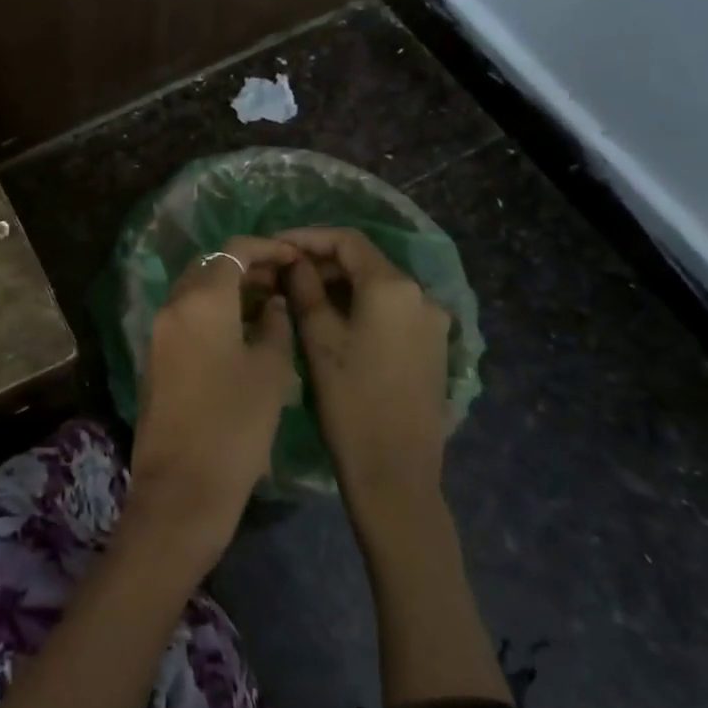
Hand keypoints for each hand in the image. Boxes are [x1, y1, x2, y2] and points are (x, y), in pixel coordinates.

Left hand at [127, 236, 298, 562]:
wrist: (181, 489)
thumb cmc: (235, 427)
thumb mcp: (270, 372)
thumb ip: (275, 324)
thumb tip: (272, 303)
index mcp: (200, 301)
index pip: (233, 251)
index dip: (267, 248)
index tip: (295, 258)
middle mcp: (172, 307)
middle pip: (209, 267)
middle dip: (246, 267)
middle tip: (284, 281)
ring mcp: (159, 332)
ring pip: (196, 292)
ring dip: (229, 290)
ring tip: (271, 304)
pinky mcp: (156, 357)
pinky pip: (186, 317)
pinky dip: (214, 313)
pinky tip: (244, 332)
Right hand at [278, 226, 451, 503]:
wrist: (395, 471)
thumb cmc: (349, 400)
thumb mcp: (318, 337)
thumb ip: (304, 288)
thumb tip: (294, 261)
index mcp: (393, 287)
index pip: (347, 240)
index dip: (308, 237)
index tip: (275, 245)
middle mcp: (421, 296)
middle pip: (365, 261)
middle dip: (322, 261)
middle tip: (282, 272)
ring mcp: (432, 322)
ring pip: (378, 285)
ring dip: (340, 283)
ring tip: (300, 295)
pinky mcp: (432, 346)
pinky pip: (391, 309)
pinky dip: (360, 304)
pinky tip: (332, 320)